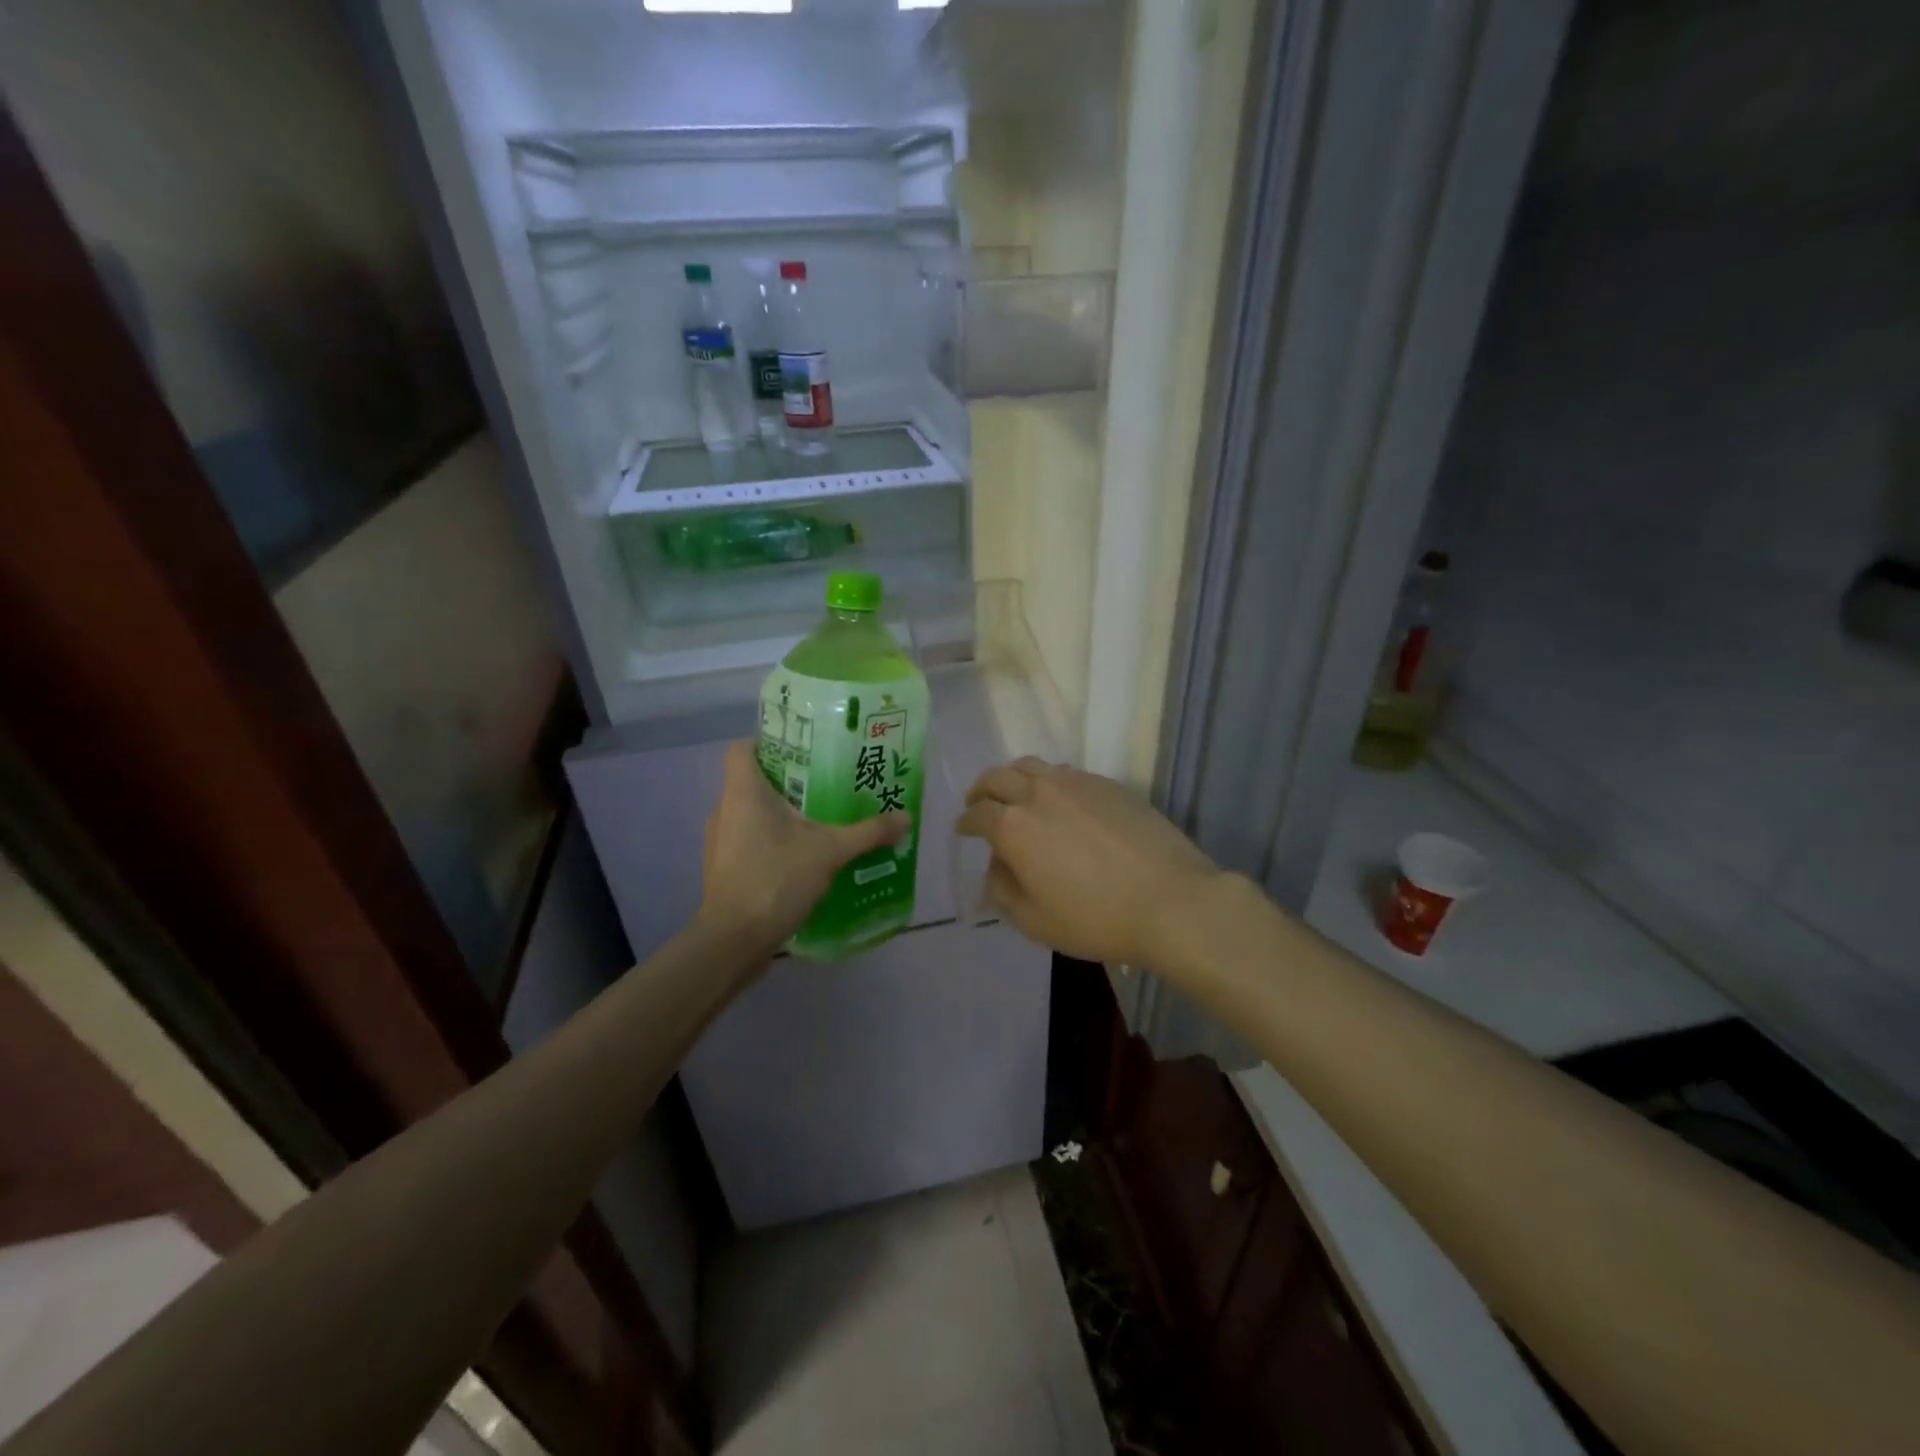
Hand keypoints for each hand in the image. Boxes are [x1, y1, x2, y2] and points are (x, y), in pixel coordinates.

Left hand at [699, 741, 909, 953]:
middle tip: (827, 783)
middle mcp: (725, 810)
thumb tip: (905, 817)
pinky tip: (804, 856)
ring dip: (782, 814)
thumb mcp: (830, 851)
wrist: (733, 942)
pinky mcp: (725, 869)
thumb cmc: (775, 879)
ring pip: (751, 813)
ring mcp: (721, 842)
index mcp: (743, 792)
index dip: (769, 742)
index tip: (803, 750)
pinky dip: (773, 841)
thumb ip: (868, 832)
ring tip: (821, 820)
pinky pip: (750, 841)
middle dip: (789, 781)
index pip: (743, 748)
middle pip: (753, 780)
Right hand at [955, 758, 1222, 966]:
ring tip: (1015, 793)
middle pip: (997, 777)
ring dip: (1013, 777)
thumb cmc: (1095, 919)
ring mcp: (1076, 783)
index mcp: (1013, 827)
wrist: (1170, 901)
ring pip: (1031, 765)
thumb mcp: (1034, 921)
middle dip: (981, 790)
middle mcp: (1038, 793)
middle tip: (978, 803)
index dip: (965, 821)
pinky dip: (1049, 781)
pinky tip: (1059, 799)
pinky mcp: (1107, 784)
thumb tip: (997, 863)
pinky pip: (1066, 772)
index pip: (977, 813)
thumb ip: (1002, 889)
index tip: (962, 828)